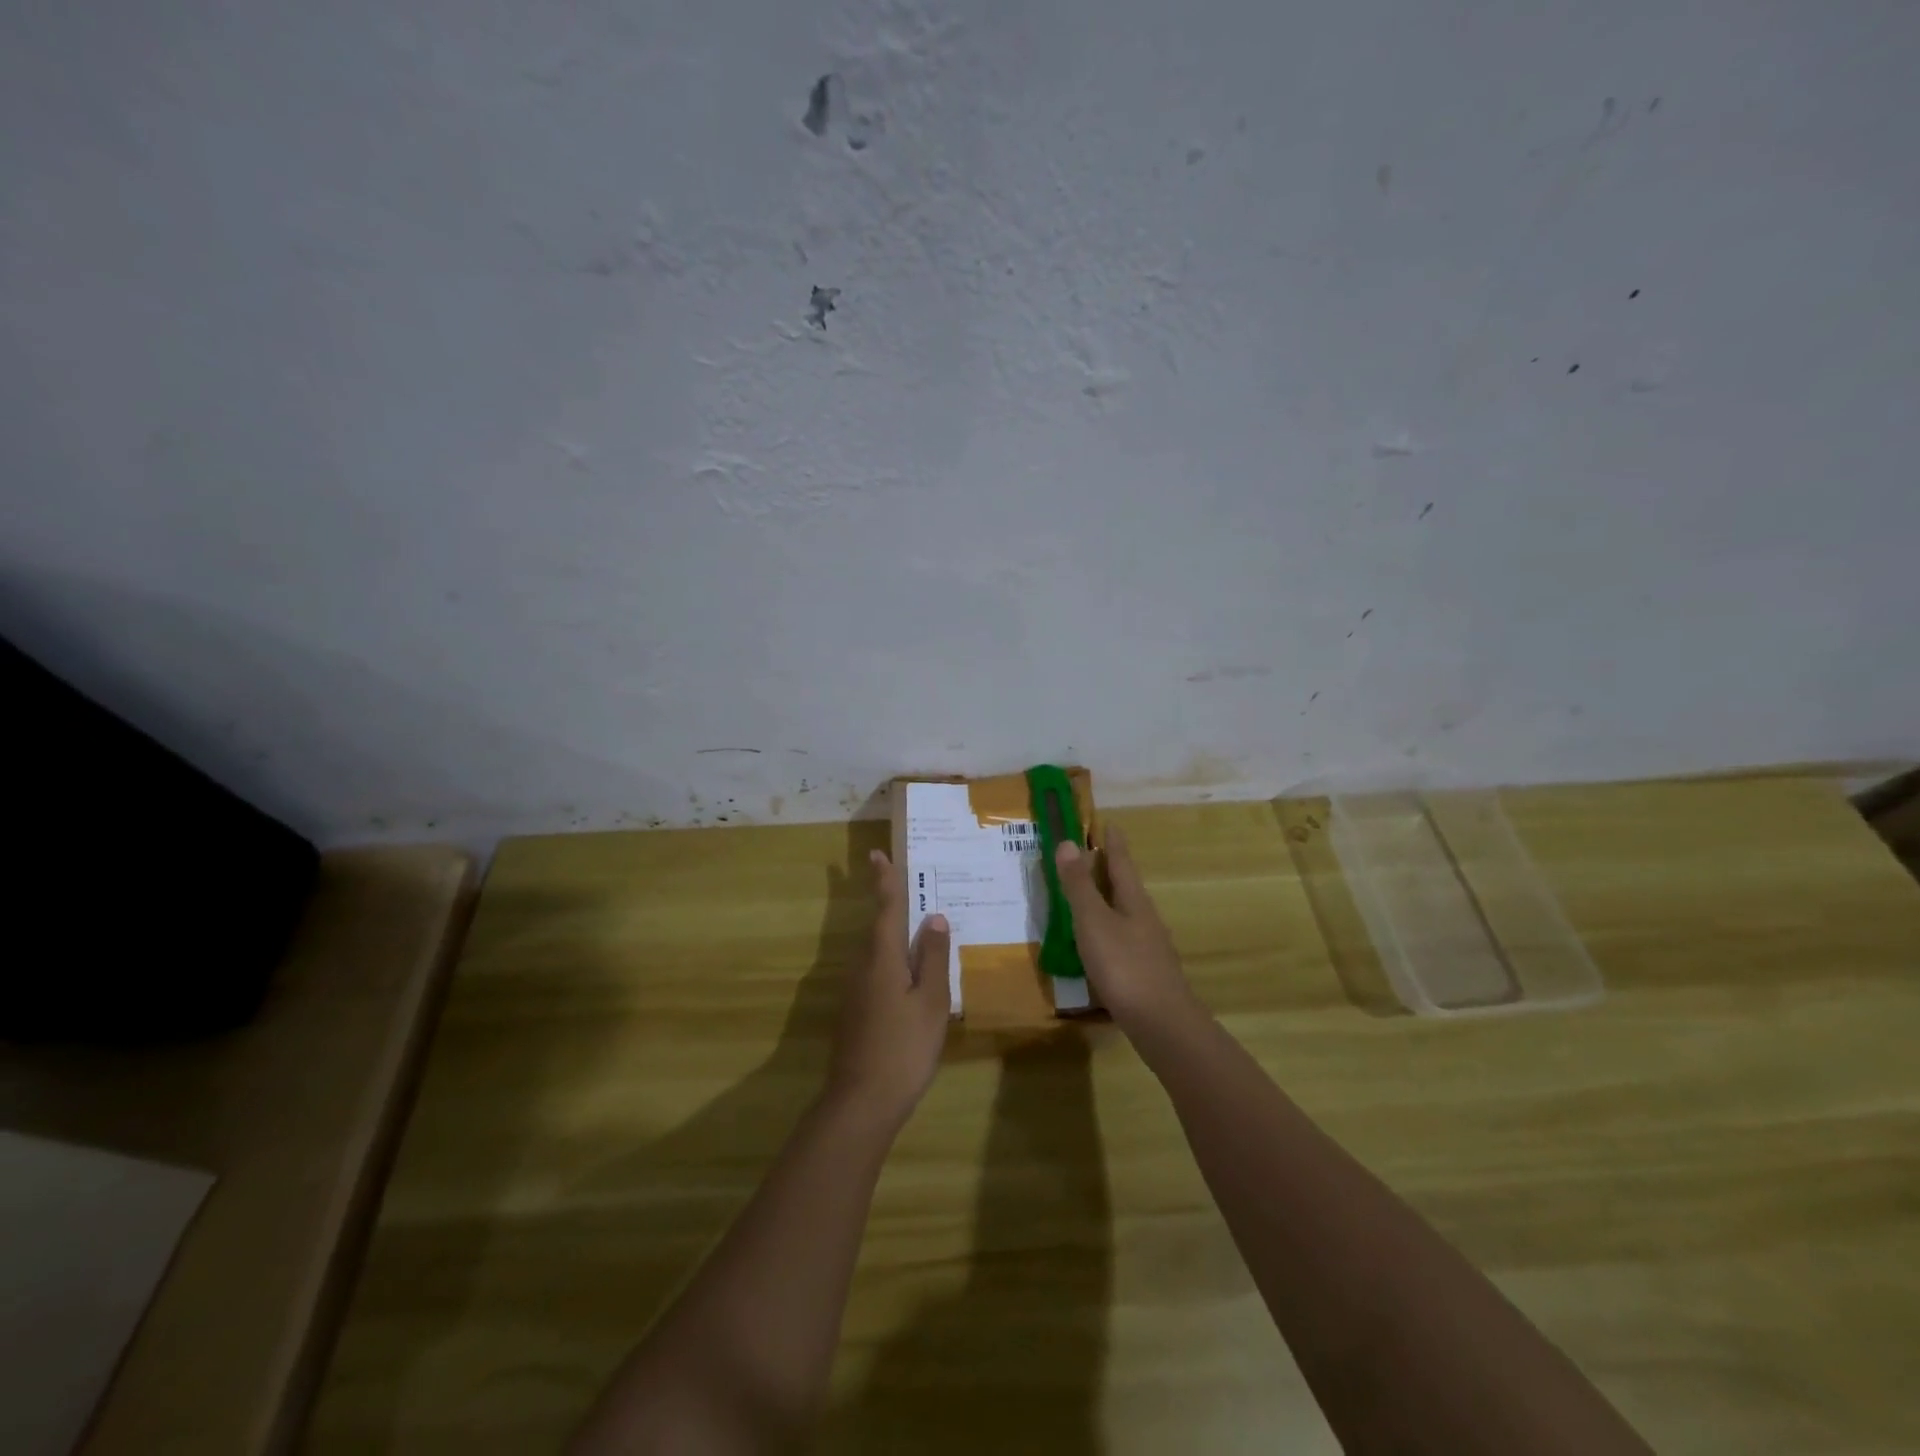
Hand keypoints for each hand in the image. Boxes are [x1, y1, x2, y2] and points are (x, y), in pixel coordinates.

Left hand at [825, 850, 952, 1125]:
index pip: (885, 908)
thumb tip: (933, 917)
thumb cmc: (903, 1047)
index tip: (876, 854)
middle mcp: (862, 966)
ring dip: (893, 935)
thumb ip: (932, 957)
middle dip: (891, 905)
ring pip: (877, 951)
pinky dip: (892, 961)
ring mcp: (855, 991)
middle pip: (878, 928)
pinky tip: (909, 975)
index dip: (884, 880)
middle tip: (911, 887)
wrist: (861, 1101)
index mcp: (881, 957)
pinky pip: (876, 971)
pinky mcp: (855, 1011)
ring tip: (918, 930)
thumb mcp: (930, 1001)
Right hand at [1054, 823, 1196, 1031]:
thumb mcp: (1093, 922)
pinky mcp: (1145, 972)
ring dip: (1107, 900)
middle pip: (1126, 886)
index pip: (1122, 863)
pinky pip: (1123, 938)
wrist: (1162, 1024)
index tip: (1109, 823)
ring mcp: (1148, 947)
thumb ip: (1079, 886)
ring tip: (1087, 897)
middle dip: (1109, 870)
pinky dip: (1107, 929)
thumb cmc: (1124, 966)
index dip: (1113, 843)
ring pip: (1125, 913)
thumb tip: (1069, 842)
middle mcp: (1145, 918)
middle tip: (1091, 855)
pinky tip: (1096, 944)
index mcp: (1133, 901)